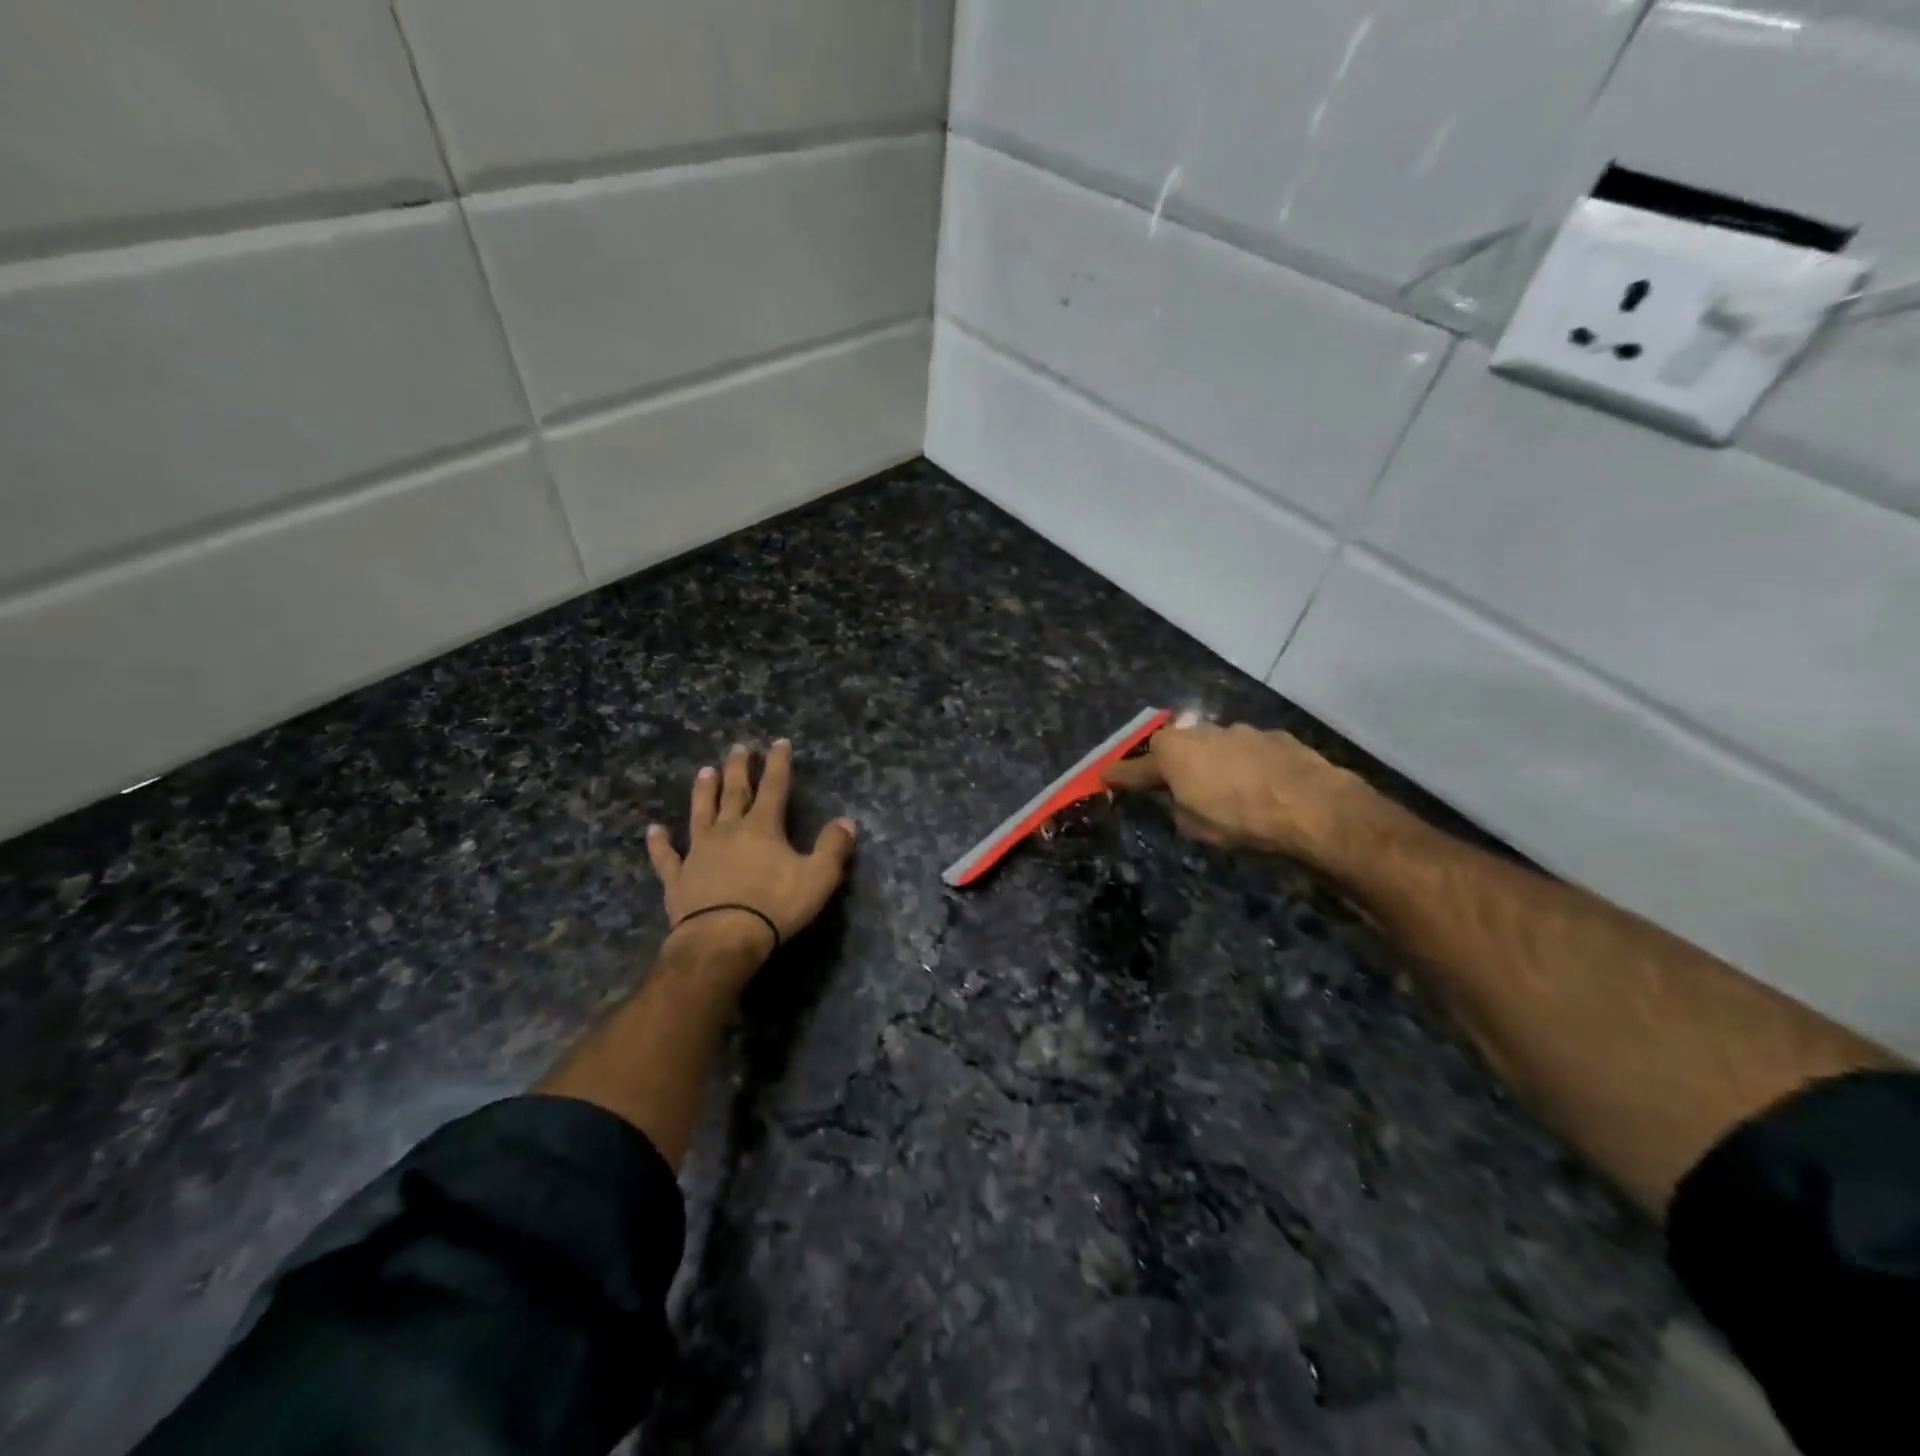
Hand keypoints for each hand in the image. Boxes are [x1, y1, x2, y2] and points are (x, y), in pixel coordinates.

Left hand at [646, 739, 855, 976]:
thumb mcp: (818, 877)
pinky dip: (659, 843)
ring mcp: (699, 852)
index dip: (778, 763)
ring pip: (701, 813)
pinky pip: (666, 856)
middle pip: (734, 792)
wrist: (722, 938)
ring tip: (705, 771)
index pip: (774, 786)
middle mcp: (729, 830)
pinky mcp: (677, 878)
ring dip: (703, 792)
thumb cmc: (774, 906)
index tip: (778, 742)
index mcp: (763, 827)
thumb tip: (846, 821)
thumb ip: (833, 847)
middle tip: (738, 747)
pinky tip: (653, 830)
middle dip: (738, 768)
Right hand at [1104, 722, 1376, 864]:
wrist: (1311, 806)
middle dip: (1173, 763)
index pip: (1135, 767)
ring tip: (1227, 790)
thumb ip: (1178, 806)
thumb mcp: (1194, 825)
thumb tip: (1181, 797)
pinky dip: (1248, 765)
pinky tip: (1261, 786)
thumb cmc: (1239, 819)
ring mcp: (1240, 730)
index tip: (1105, 777)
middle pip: (1176, 746)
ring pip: (1215, 745)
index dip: (1120, 775)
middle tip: (1176, 785)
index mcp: (1173, 753)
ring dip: (1214, 762)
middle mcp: (1201, 732)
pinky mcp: (1275, 737)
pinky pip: (1249, 751)